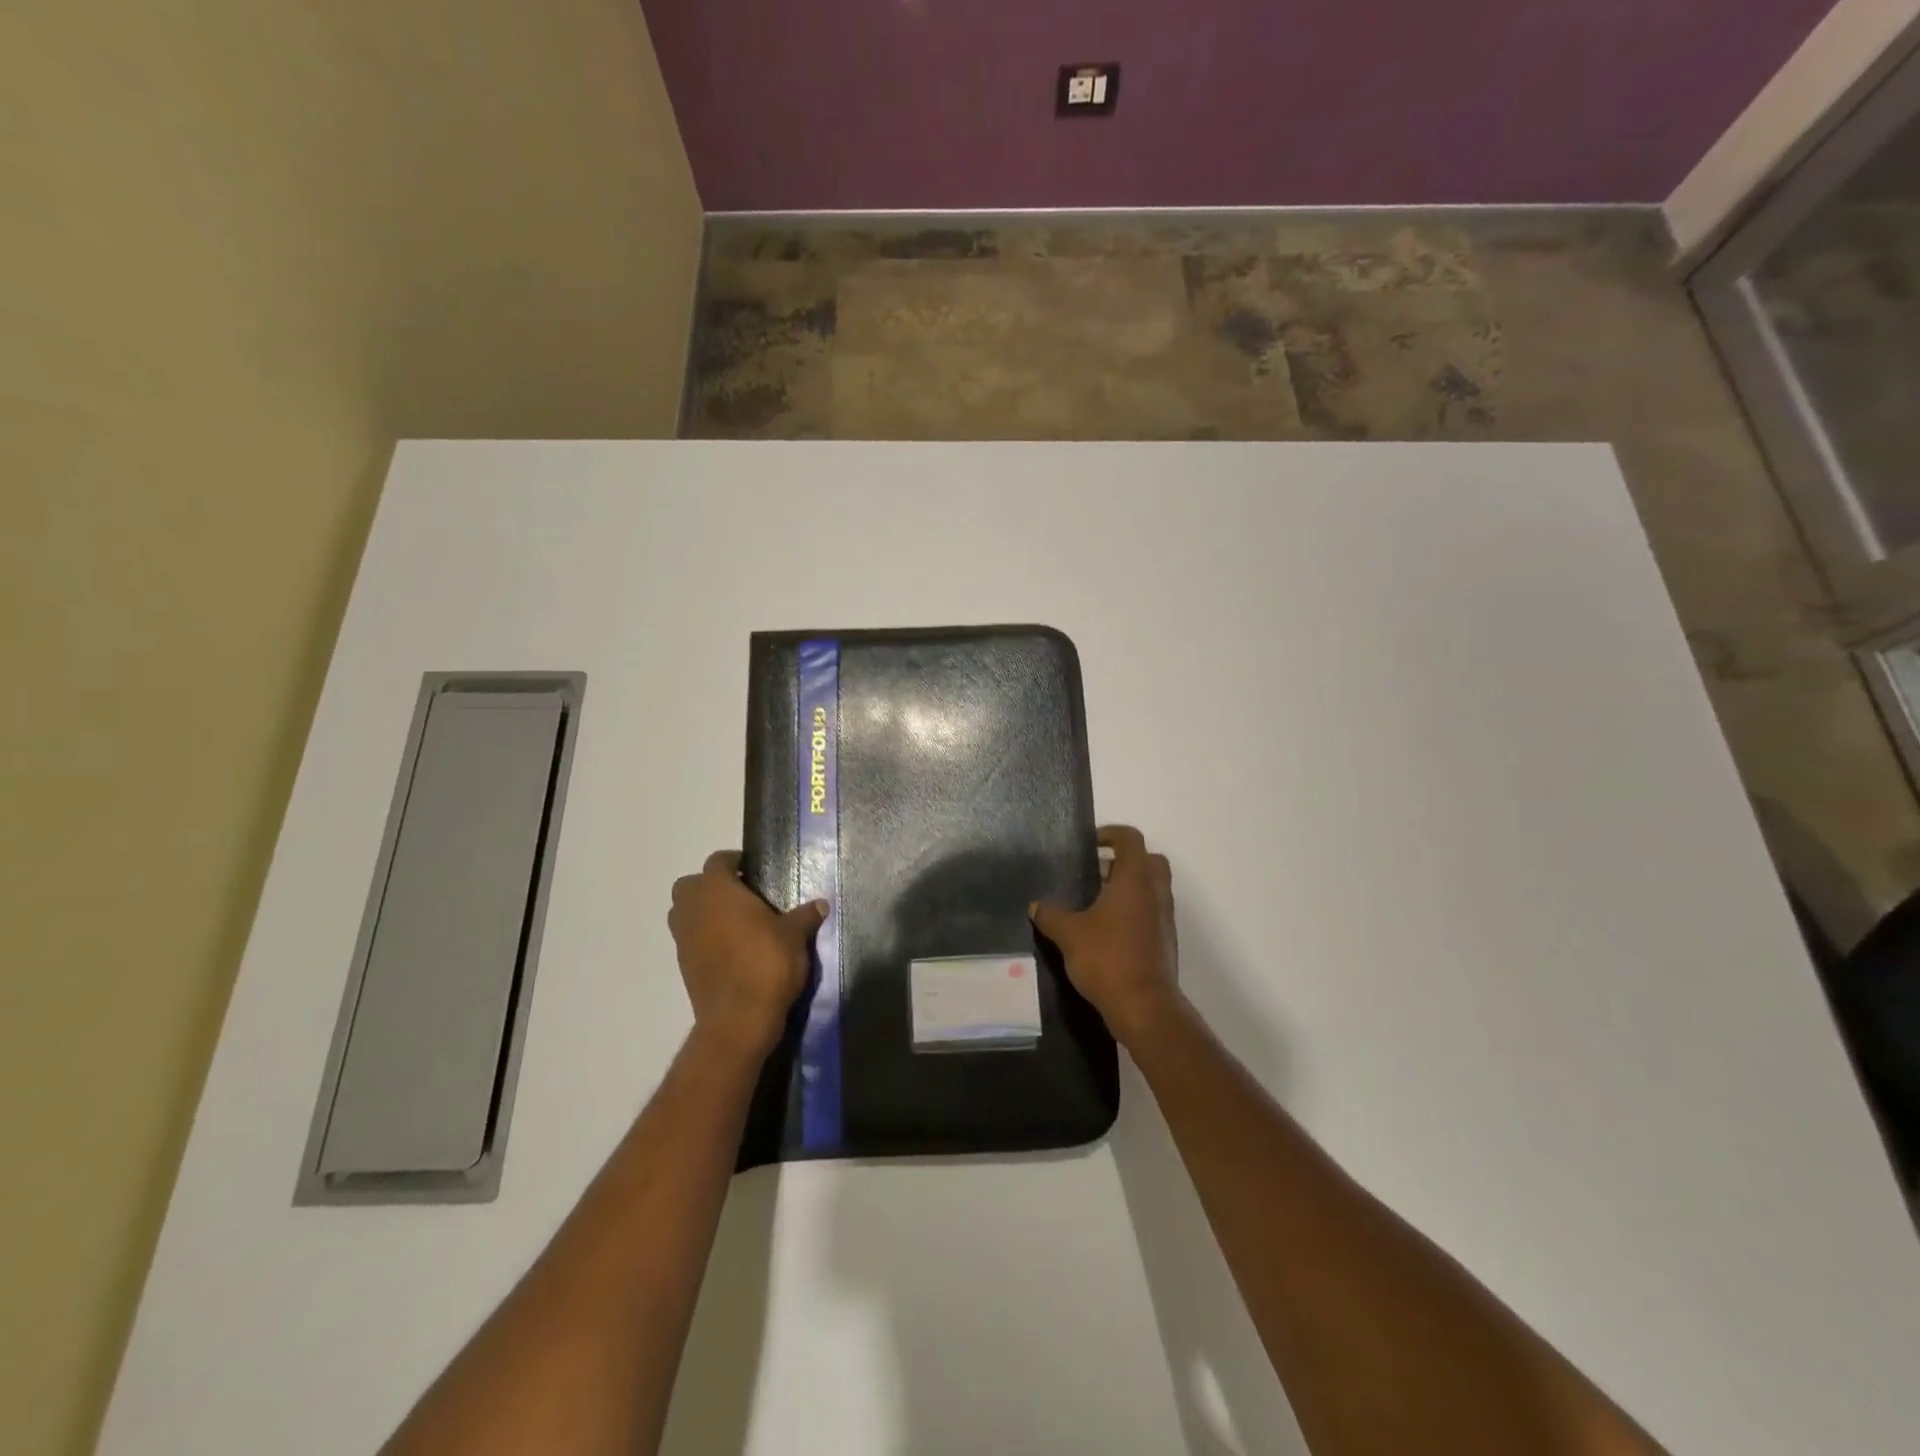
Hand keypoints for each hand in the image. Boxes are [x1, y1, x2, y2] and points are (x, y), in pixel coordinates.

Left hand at [668, 851, 826, 1058]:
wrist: (738, 1020)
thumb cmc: (766, 964)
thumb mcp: (795, 936)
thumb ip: (805, 916)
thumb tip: (821, 904)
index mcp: (718, 891)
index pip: (717, 861)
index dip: (734, 861)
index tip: (753, 869)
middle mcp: (694, 910)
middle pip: (690, 885)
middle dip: (710, 885)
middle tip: (741, 894)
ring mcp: (684, 940)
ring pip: (683, 913)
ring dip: (702, 911)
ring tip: (734, 921)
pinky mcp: (684, 966)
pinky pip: (689, 940)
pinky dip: (703, 938)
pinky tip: (731, 949)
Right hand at [1031, 825, 1180, 1045]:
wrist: (1145, 1006)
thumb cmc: (1107, 958)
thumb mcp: (1069, 934)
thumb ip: (1051, 915)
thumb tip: (1034, 905)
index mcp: (1135, 879)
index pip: (1130, 839)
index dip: (1110, 834)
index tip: (1089, 844)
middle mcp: (1155, 892)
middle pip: (1148, 860)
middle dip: (1123, 861)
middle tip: (1095, 872)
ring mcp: (1164, 917)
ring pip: (1151, 888)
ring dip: (1128, 888)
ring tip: (1094, 902)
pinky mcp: (1165, 941)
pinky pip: (1150, 912)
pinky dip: (1132, 911)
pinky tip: (1105, 930)